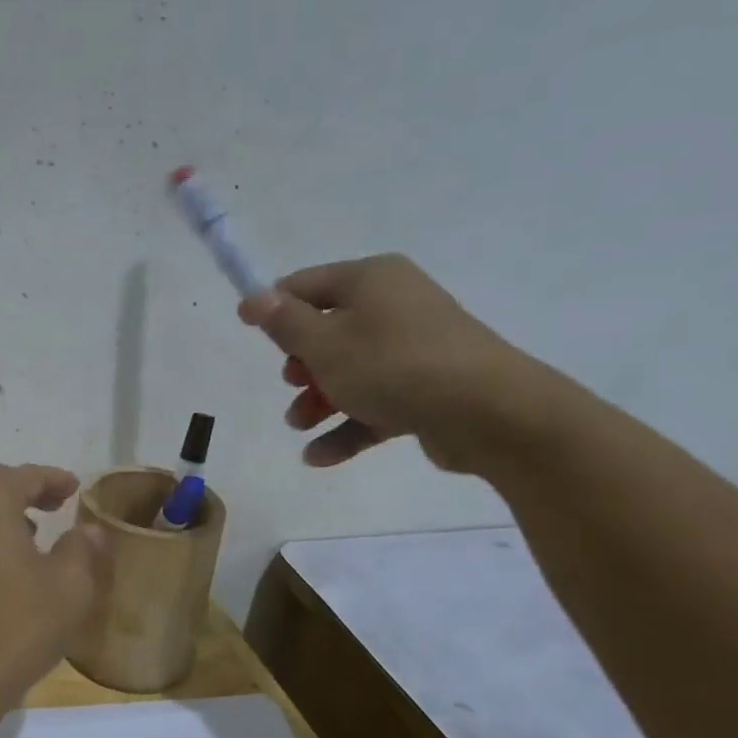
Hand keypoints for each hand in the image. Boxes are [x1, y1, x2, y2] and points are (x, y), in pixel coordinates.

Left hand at [0, 463, 109, 714]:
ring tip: (34, 533)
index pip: (23, 476)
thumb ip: (82, 548)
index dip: (53, 479)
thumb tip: (89, 529)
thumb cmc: (19, 624)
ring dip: (2, 512)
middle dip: (25, 490)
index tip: (75, 488)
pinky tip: (5, 564)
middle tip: (55, 504)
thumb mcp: (69, 586)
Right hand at [239, 255, 537, 472]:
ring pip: (351, 372)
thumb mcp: (324, 344)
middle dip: (301, 364)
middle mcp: (395, 306)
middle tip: (291, 384)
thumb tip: (254, 297)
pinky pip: (375, 402)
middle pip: (329, 330)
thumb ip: (284, 322)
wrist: (488, 413)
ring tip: (299, 426)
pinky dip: (347, 425)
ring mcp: (414, 349)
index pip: (307, 284)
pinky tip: (319, 457)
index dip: (274, 308)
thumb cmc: (393, 366)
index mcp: (371, 280)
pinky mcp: (427, 389)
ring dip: (319, 400)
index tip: (248, 332)